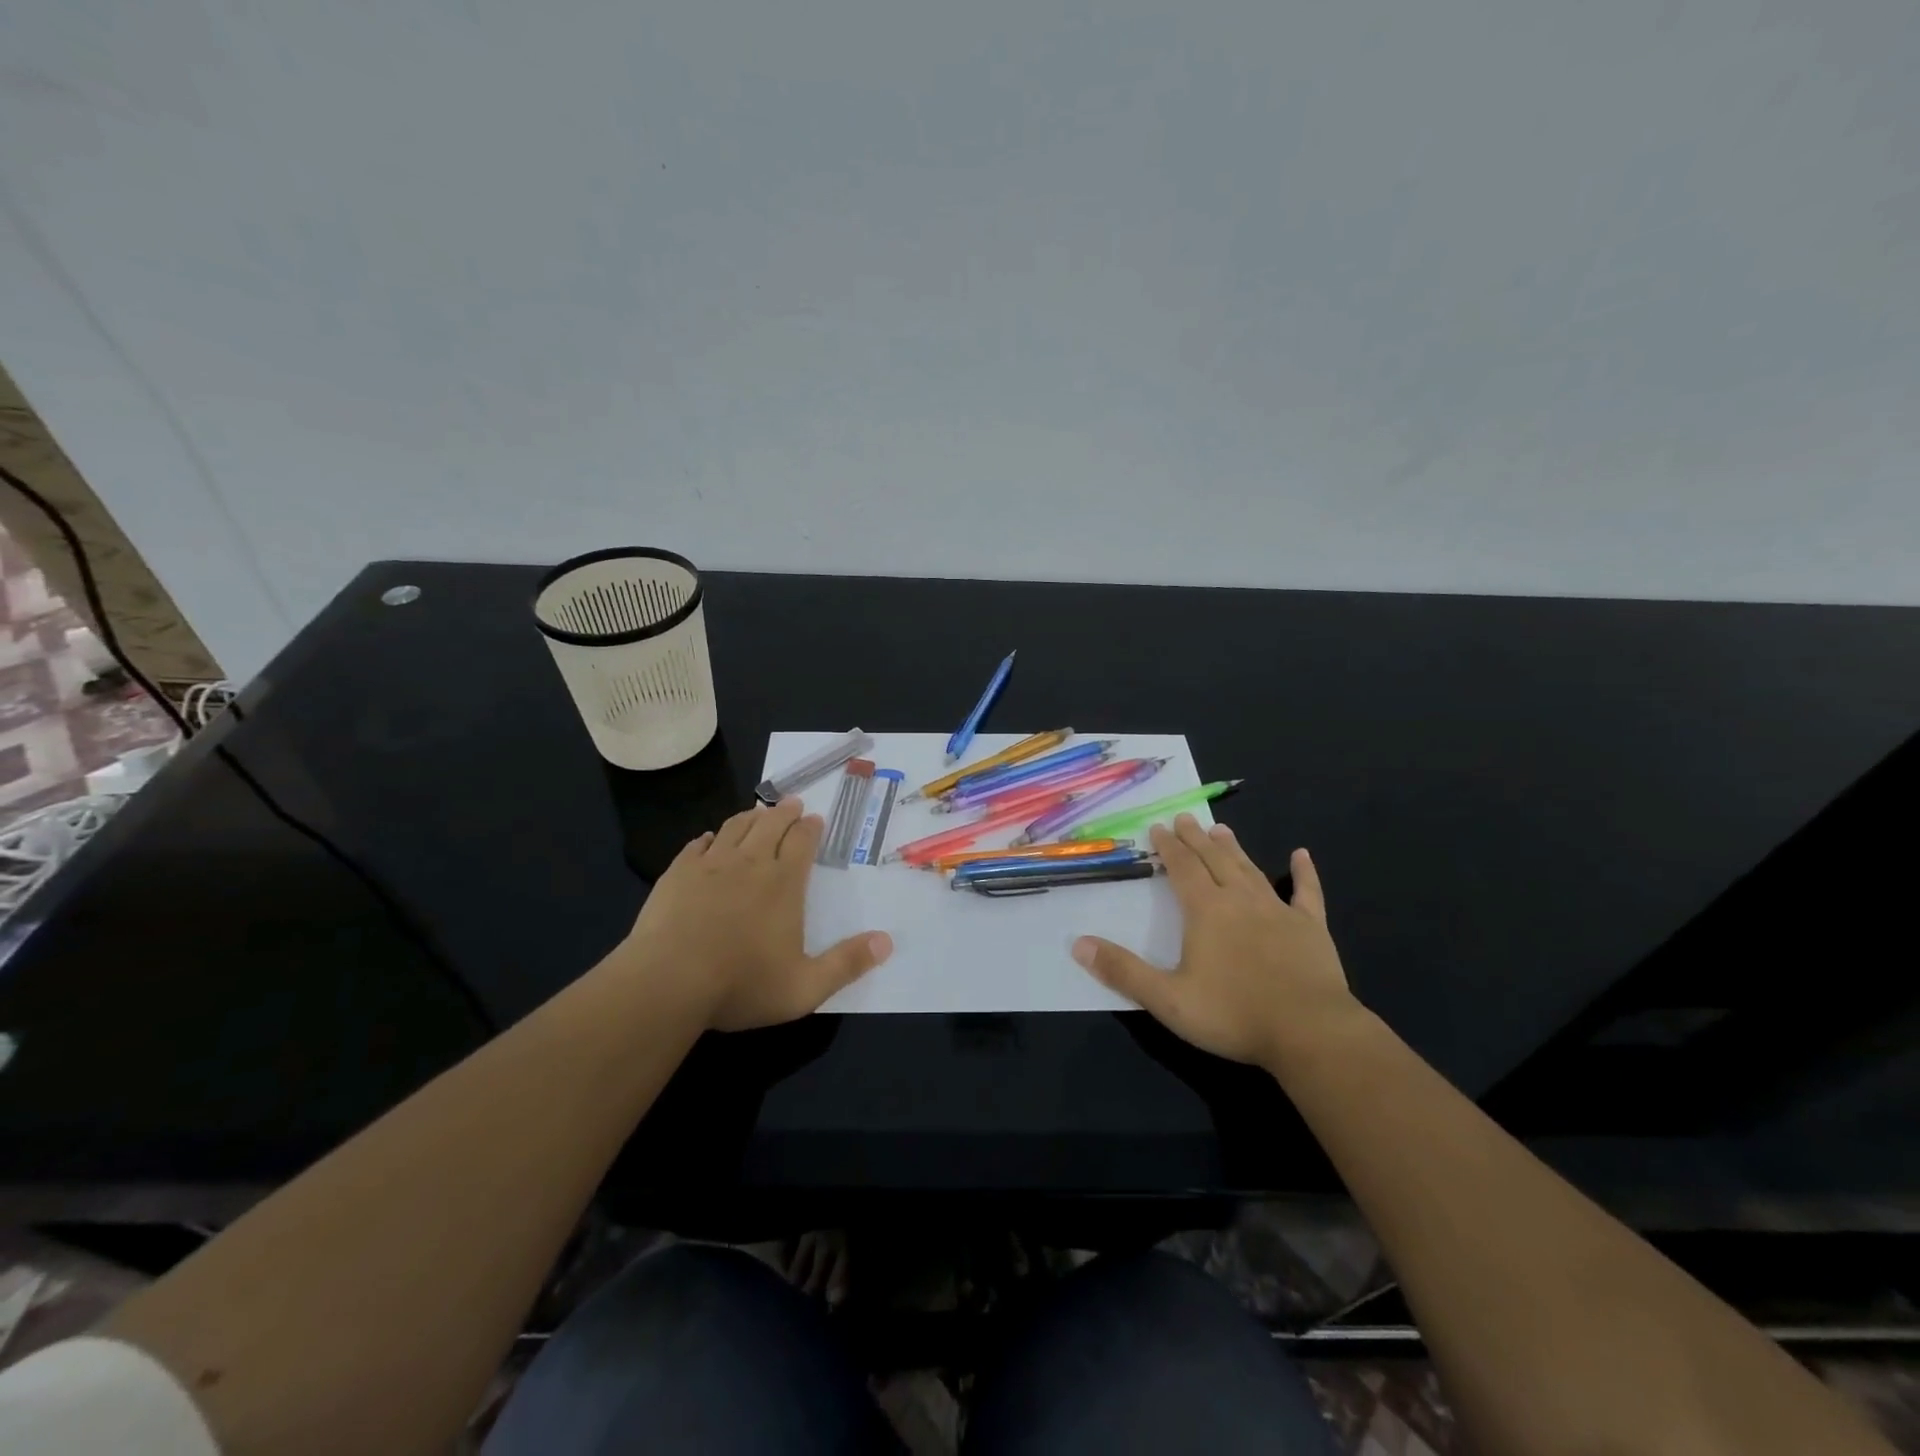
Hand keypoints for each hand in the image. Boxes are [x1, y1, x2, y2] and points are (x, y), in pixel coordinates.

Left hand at [621, 797, 892, 1031]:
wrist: (667, 983)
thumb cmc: (741, 984)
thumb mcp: (805, 987)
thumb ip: (847, 964)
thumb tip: (887, 942)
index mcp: (784, 883)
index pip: (802, 842)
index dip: (811, 828)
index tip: (815, 818)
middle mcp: (750, 863)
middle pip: (771, 825)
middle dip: (785, 812)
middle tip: (793, 803)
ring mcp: (710, 865)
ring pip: (735, 827)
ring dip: (750, 816)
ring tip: (757, 811)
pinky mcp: (677, 874)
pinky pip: (697, 845)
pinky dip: (710, 838)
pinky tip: (709, 839)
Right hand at [1072, 815, 1359, 1068]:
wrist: (1310, 1032)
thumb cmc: (1233, 1014)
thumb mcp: (1168, 999)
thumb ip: (1123, 970)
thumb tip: (1078, 944)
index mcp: (1206, 911)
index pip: (1182, 868)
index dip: (1169, 847)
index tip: (1159, 827)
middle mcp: (1240, 900)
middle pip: (1214, 860)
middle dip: (1197, 838)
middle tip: (1186, 818)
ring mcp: (1278, 911)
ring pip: (1250, 870)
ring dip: (1234, 849)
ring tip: (1222, 829)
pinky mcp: (1311, 928)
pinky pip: (1306, 893)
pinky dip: (1303, 873)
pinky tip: (1301, 855)